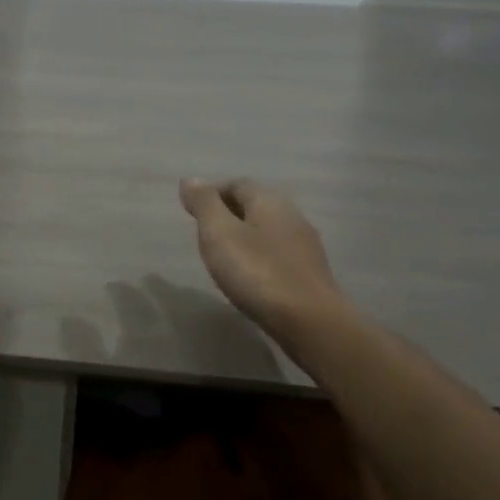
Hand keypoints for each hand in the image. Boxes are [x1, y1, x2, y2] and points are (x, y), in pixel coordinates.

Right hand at [179, 179, 345, 341]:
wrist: (309, 320)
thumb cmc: (257, 273)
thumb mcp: (219, 234)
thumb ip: (204, 205)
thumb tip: (190, 179)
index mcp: (269, 201)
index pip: (237, 184)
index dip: (213, 193)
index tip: (193, 212)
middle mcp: (291, 215)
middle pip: (255, 205)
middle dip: (229, 213)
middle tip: (205, 233)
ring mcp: (304, 244)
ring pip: (268, 230)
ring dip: (246, 236)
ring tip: (224, 255)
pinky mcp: (310, 272)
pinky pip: (278, 253)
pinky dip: (260, 256)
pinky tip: (250, 275)